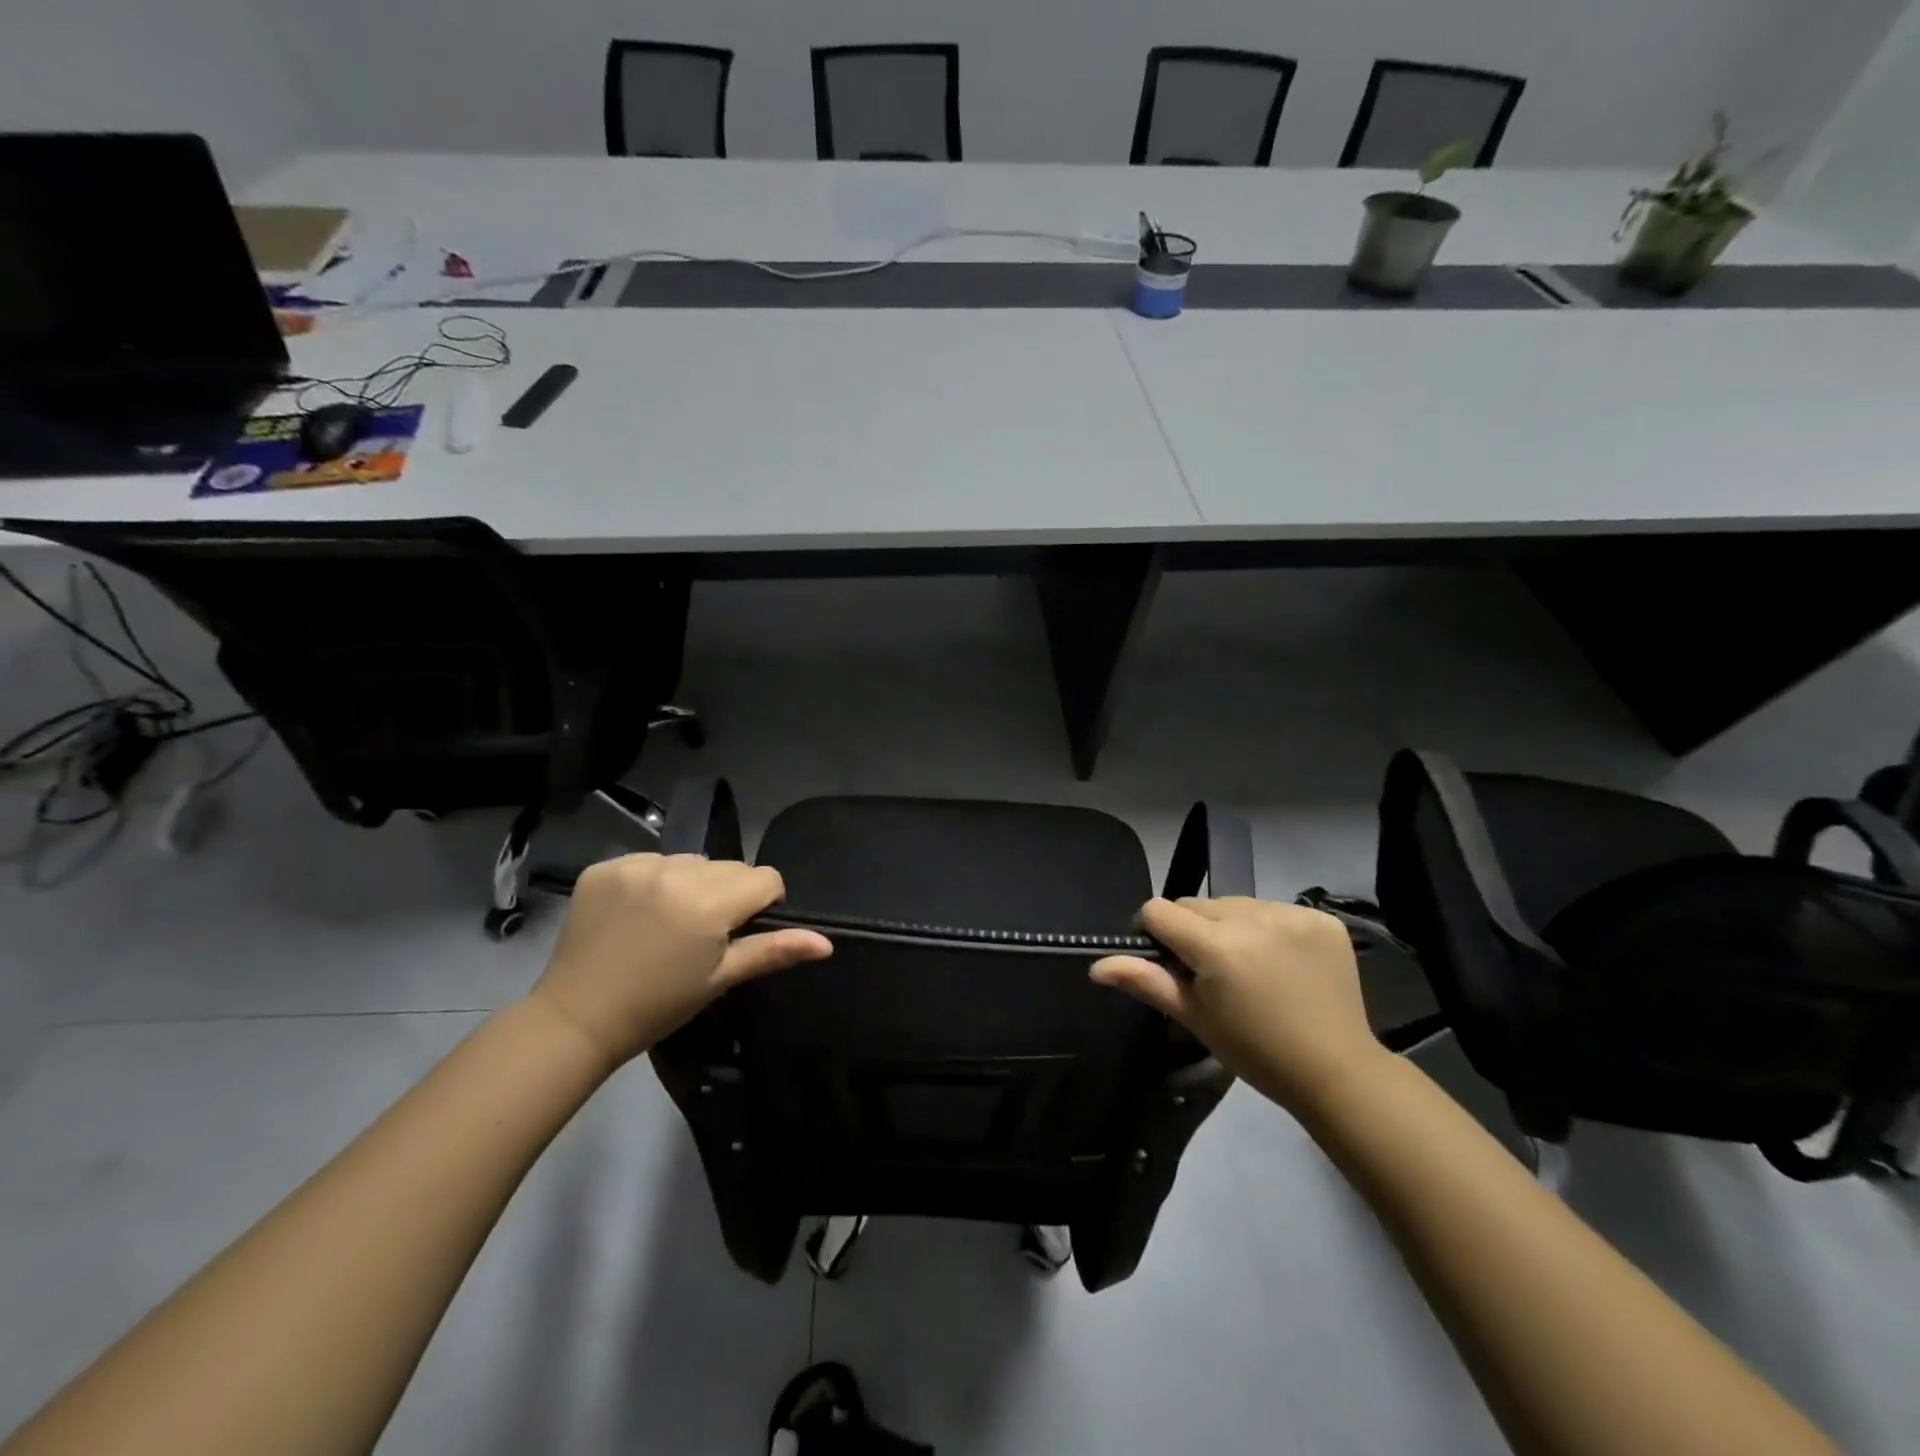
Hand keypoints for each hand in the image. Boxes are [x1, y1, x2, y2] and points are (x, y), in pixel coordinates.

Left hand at [528, 854, 831, 1070]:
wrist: (576, 1019)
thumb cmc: (659, 1005)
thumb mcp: (721, 979)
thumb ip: (774, 950)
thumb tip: (826, 943)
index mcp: (709, 902)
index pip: (764, 877)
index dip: (763, 903)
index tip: (740, 932)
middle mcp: (676, 871)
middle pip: (728, 867)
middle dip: (726, 893)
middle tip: (701, 934)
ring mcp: (636, 865)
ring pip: (690, 861)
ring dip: (690, 883)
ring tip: (667, 922)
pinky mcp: (604, 866)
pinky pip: (650, 861)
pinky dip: (651, 881)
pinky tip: (635, 914)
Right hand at [1091, 897, 1387, 1116]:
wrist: (1337, 1071)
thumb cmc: (1255, 1051)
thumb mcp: (1195, 1017)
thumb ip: (1145, 981)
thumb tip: (1095, 967)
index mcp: (1215, 945)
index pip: (1159, 910)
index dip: (1153, 932)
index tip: (1166, 961)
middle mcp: (1252, 917)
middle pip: (1197, 904)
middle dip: (1193, 931)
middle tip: (1210, 972)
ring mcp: (1291, 914)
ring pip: (1234, 904)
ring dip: (1230, 926)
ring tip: (1248, 966)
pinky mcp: (1321, 918)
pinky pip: (1273, 909)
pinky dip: (1268, 929)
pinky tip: (1282, 962)